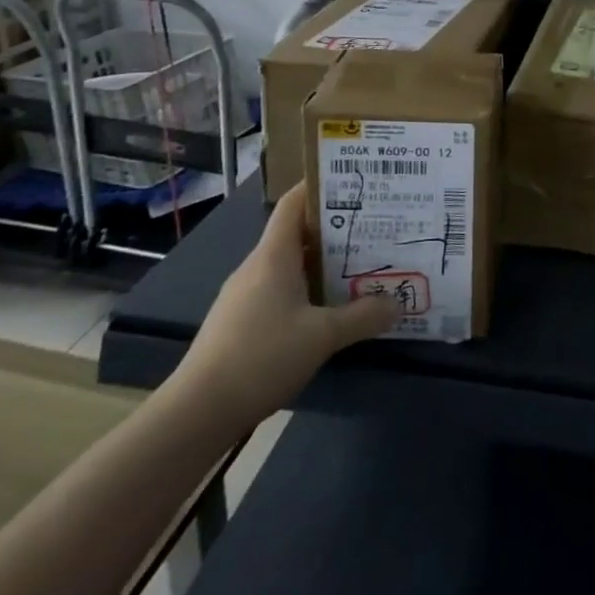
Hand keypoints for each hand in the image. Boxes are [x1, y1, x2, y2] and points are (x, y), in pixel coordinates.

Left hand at [170, 183, 397, 433]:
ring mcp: (243, 295)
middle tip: (372, 227)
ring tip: (358, 265)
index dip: (320, 187)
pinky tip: (325, 309)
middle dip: (333, 228)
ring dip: (320, 262)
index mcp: (274, 255)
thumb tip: (397, 303)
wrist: (197, 412)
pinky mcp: (239, 322)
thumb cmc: (262, 356)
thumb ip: (363, 316)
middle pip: (296, 233)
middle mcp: (257, 266)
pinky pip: (278, 290)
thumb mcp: (323, 336)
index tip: (354, 182)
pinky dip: (304, 289)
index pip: (294, 202)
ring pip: (288, 264)